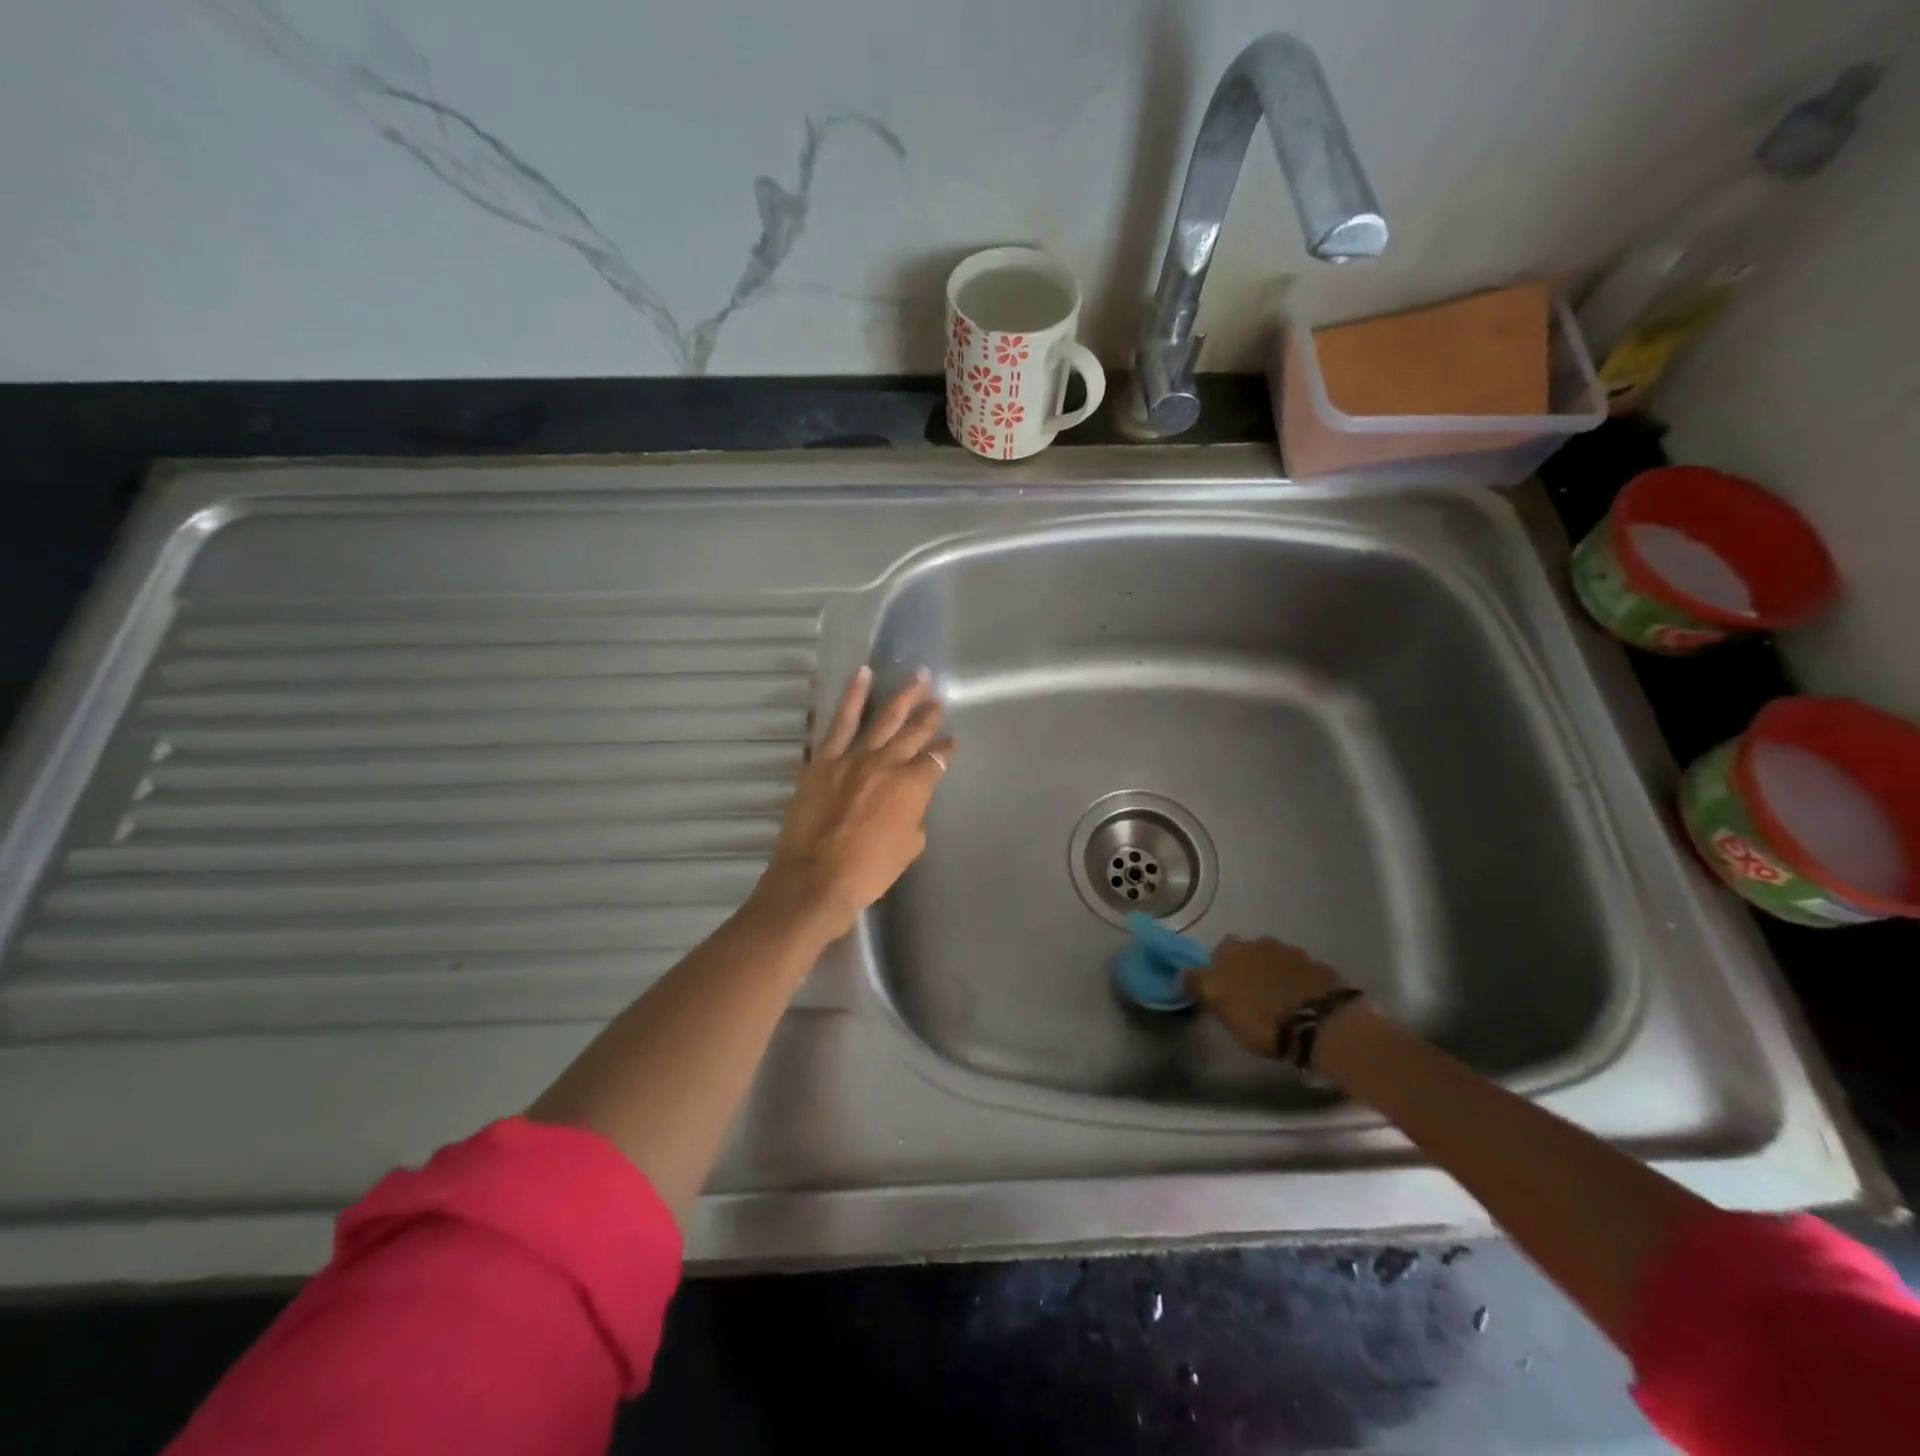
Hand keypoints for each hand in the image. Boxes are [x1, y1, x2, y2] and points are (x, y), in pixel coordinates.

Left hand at [755, 667, 954, 940]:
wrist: (815, 879)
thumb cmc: (868, 872)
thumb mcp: (909, 848)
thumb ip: (914, 818)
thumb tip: (909, 804)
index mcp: (913, 787)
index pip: (936, 761)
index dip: (946, 752)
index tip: (951, 745)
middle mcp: (887, 763)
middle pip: (914, 732)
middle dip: (929, 716)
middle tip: (937, 700)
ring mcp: (854, 757)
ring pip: (883, 718)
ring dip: (903, 696)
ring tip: (917, 676)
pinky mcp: (824, 759)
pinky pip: (841, 722)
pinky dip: (852, 696)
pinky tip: (862, 675)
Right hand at [1185, 937, 1349, 1059]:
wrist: (1323, 1025)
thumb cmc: (1262, 1018)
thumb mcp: (1221, 1006)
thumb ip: (1200, 985)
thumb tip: (1184, 973)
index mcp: (1231, 950)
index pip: (1214, 954)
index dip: (1216, 973)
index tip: (1219, 992)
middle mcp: (1260, 943)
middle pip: (1246, 954)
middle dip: (1245, 969)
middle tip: (1247, 996)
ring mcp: (1292, 953)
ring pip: (1273, 960)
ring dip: (1271, 974)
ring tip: (1276, 1000)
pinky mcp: (1319, 968)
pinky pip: (1300, 973)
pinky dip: (1296, 983)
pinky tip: (1300, 1001)